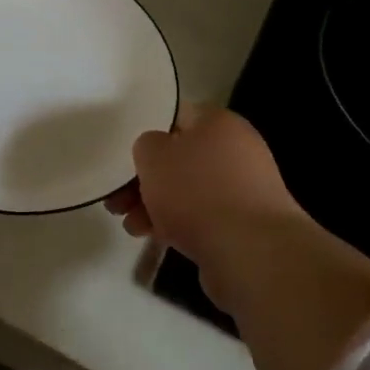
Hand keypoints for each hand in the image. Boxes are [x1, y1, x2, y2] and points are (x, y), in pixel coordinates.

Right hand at [106, 104, 303, 264]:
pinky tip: (153, 238)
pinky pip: (202, 217)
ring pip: (188, 190)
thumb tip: (157, 152)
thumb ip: (146, 145)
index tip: (123, 156)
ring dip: (155, 205)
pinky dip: (177, 224)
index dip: (146, 133)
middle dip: (145, 179)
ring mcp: (244, 189)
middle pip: (180, 158)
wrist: (251, 252)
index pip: (176, 116)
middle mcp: (237, 150)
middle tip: (117, 199)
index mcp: (219, 123)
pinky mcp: (244, 225)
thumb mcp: (154, 156)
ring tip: (130, 225)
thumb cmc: (198, 192)